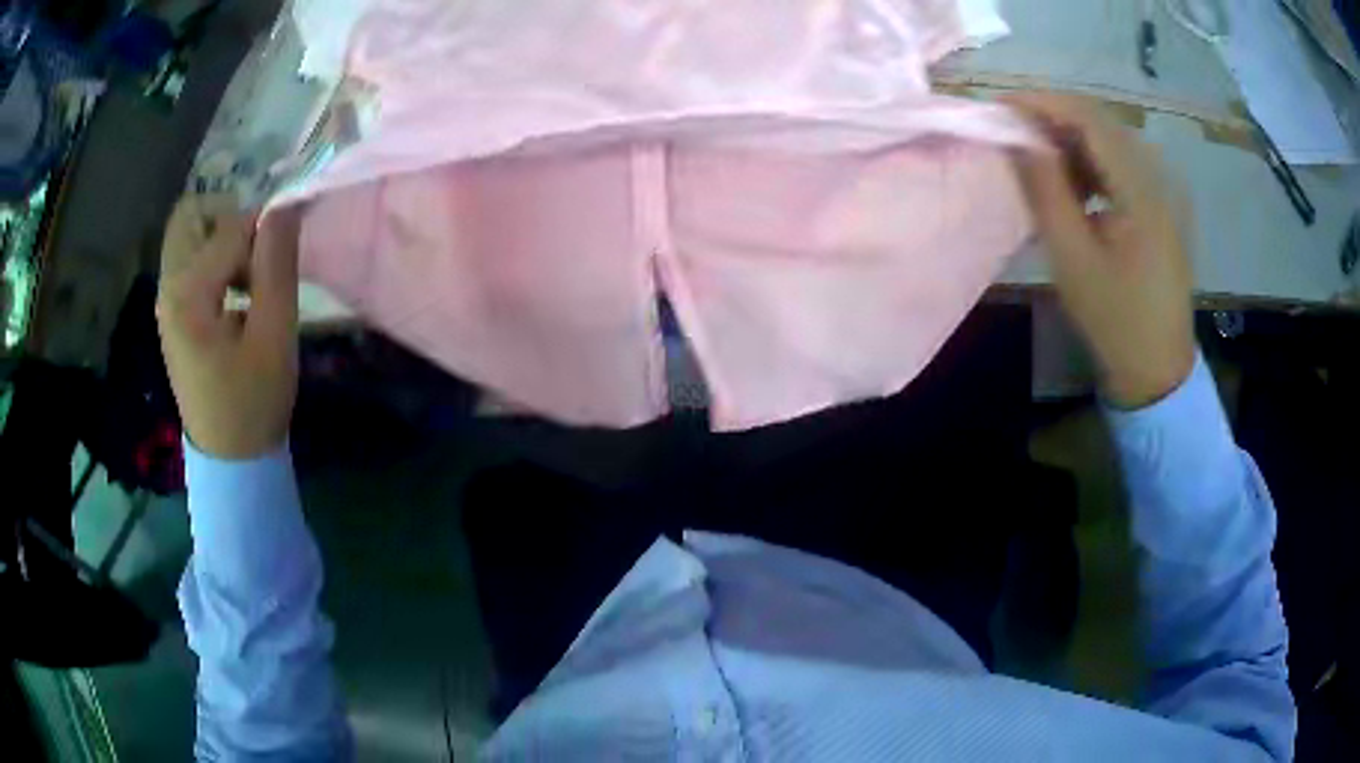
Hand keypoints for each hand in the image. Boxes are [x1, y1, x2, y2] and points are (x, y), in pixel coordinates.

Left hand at [157, 195, 301, 458]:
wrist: (230, 459)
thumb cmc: (254, 402)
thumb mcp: (275, 335)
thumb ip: (278, 265)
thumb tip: (286, 204)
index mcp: (187, 294)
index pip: (230, 227)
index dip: (265, 231)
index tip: (284, 262)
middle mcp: (168, 287)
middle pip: (192, 214)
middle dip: (230, 220)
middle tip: (255, 256)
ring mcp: (166, 299)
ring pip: (188, 233)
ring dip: (221, 238)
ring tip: (246, 278)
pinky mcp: (171, 311)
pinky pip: (187, 258)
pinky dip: (212, 257)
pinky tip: (233, 293)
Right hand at [1006, 93, 1195, 408]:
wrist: (1156, 367)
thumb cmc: (1113, 319)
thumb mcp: (1072, 258)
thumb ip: (1045, 190)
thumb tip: (1019, 138)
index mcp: (1142, 192)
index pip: (1091, 120)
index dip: (1044, 104)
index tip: (1002, 107)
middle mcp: (1158, 179)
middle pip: (1102, 123)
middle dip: (1054, 117)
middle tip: (1014, 131)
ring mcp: (1163, 191)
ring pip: (1111, 140)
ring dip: (1071, 139)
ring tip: (1039, 160)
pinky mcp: (1160, 205)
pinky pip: (1121, 164)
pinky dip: (1090, 161)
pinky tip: (1074, 184)